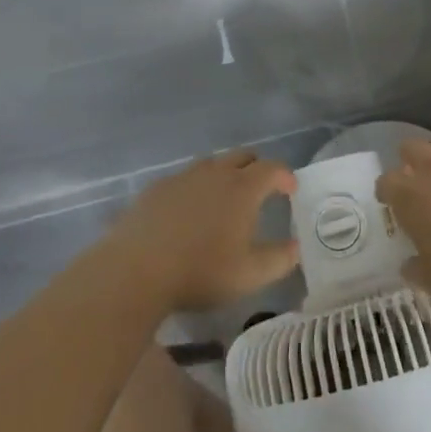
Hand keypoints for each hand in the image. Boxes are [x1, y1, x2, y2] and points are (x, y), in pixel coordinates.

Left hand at [111, 150, 299, 312]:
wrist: (135, 271)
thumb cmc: (201, 272)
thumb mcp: (250, 275)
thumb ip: (280, 259)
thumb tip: (295, 247)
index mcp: (242, 188)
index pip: (272, 168)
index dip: (285, 176)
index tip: (290, 190)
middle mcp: (215, 173)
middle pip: (242, 156)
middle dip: (257, 168)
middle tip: (261, 189)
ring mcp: (182, 177)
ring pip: (211, 164)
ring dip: (225, 174)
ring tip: (224, 198)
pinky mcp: (156, 188)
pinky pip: (184, 179)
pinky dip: (195, 187)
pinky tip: (188, 211)